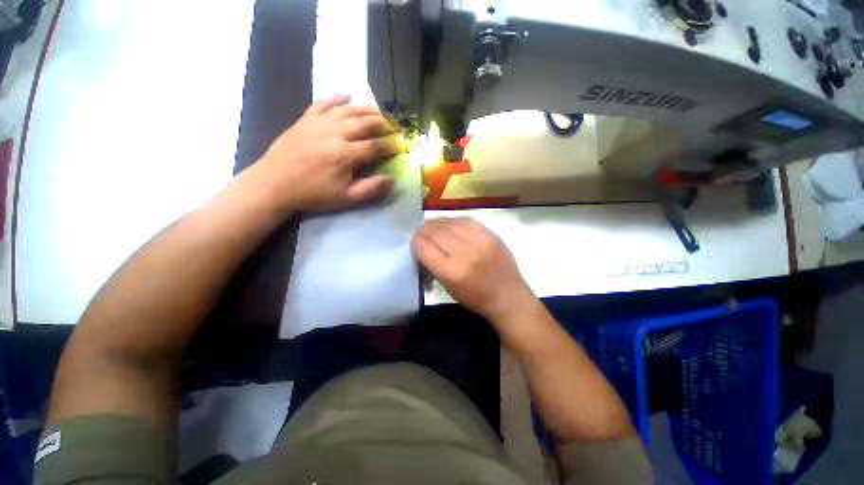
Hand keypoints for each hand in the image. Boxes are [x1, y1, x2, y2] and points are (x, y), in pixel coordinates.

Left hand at [254, 94, 403, 211]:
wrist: (274, 183)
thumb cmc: (313, 194)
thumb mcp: (345, 198)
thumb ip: (370, 188)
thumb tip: (391, 179)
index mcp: (346, 154)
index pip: (375, 146)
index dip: (390, 145)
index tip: (400, 145)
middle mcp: (335, 133)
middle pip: (364, 123)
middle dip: (382, 123)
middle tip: (394, 124)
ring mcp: (318, 123)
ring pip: (347, 110)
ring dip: (365, 108)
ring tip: (379, 109)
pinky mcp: (305, 120)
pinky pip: (323, 104)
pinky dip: (336, 98)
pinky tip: (346, 95)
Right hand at [412, 218, 538, 325]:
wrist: (508, 295)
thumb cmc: (475, 298)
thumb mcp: (448, 288)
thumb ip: (433, 265)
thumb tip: (422, 245)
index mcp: (452, 273)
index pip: (425, 248)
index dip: (415, 241)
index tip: (413, 240)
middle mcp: (465, 253)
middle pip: (436, 232)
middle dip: (423, 230)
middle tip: (420, 231)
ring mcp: (480, 241)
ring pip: (450, 222)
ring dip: (437, 222)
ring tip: (432, 225)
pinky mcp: (491, 234)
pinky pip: (466, 220)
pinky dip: (453, 221)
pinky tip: (450, 224)